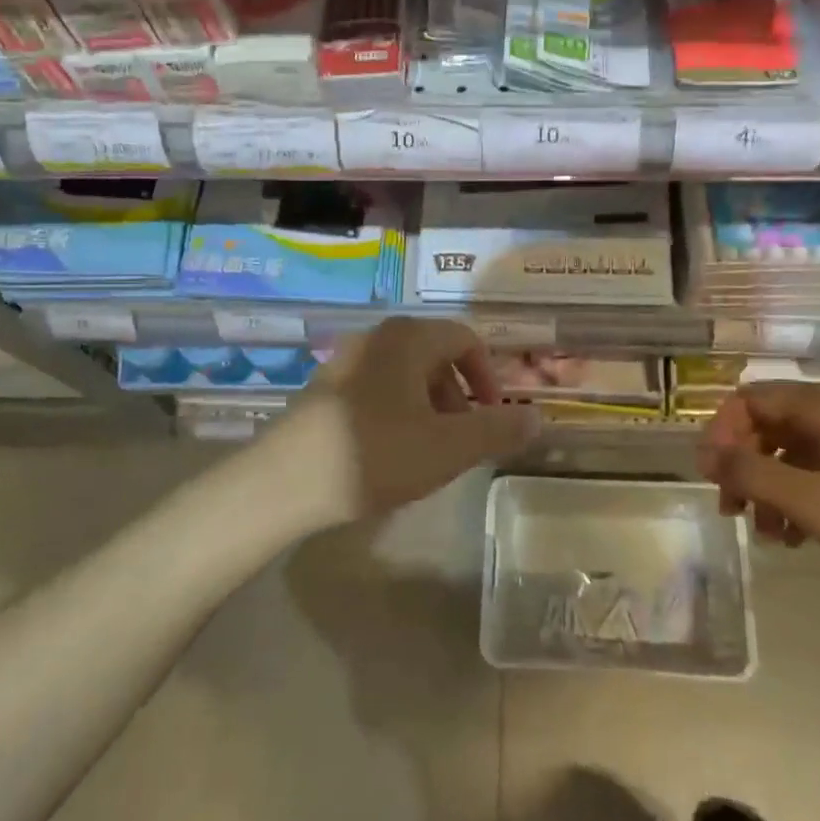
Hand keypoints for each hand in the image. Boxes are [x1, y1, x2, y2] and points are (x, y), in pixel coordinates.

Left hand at [289, 318, 541, 524]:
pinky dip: (398, 411)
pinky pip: (377, 388)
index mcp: (408, 338)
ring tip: (430, 450)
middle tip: (464, 438)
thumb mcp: (449, 447)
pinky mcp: (324, 388)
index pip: (465, 339)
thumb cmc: (375, 455)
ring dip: (430, 405)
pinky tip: (390, 452)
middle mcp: (376, 337)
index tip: (493, 417)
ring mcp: (345, 360)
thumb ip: (498, 430)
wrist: (282, 483)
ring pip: (405, 373)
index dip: (489, 376)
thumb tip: (537, 416)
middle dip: (459, 395)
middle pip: (435, 355)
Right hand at [697, 381, 819, 607]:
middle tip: (732, 508)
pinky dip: (798, 494)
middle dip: (744, 465)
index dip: (722, 433)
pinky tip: (796, 535)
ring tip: (767, 533)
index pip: (750, 399)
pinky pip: (818, 467)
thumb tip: (706, 454)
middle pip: (768, 424)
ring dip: (769, 486)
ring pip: (792, 450)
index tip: (712, 477)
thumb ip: (752, 474)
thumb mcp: (812, 502)